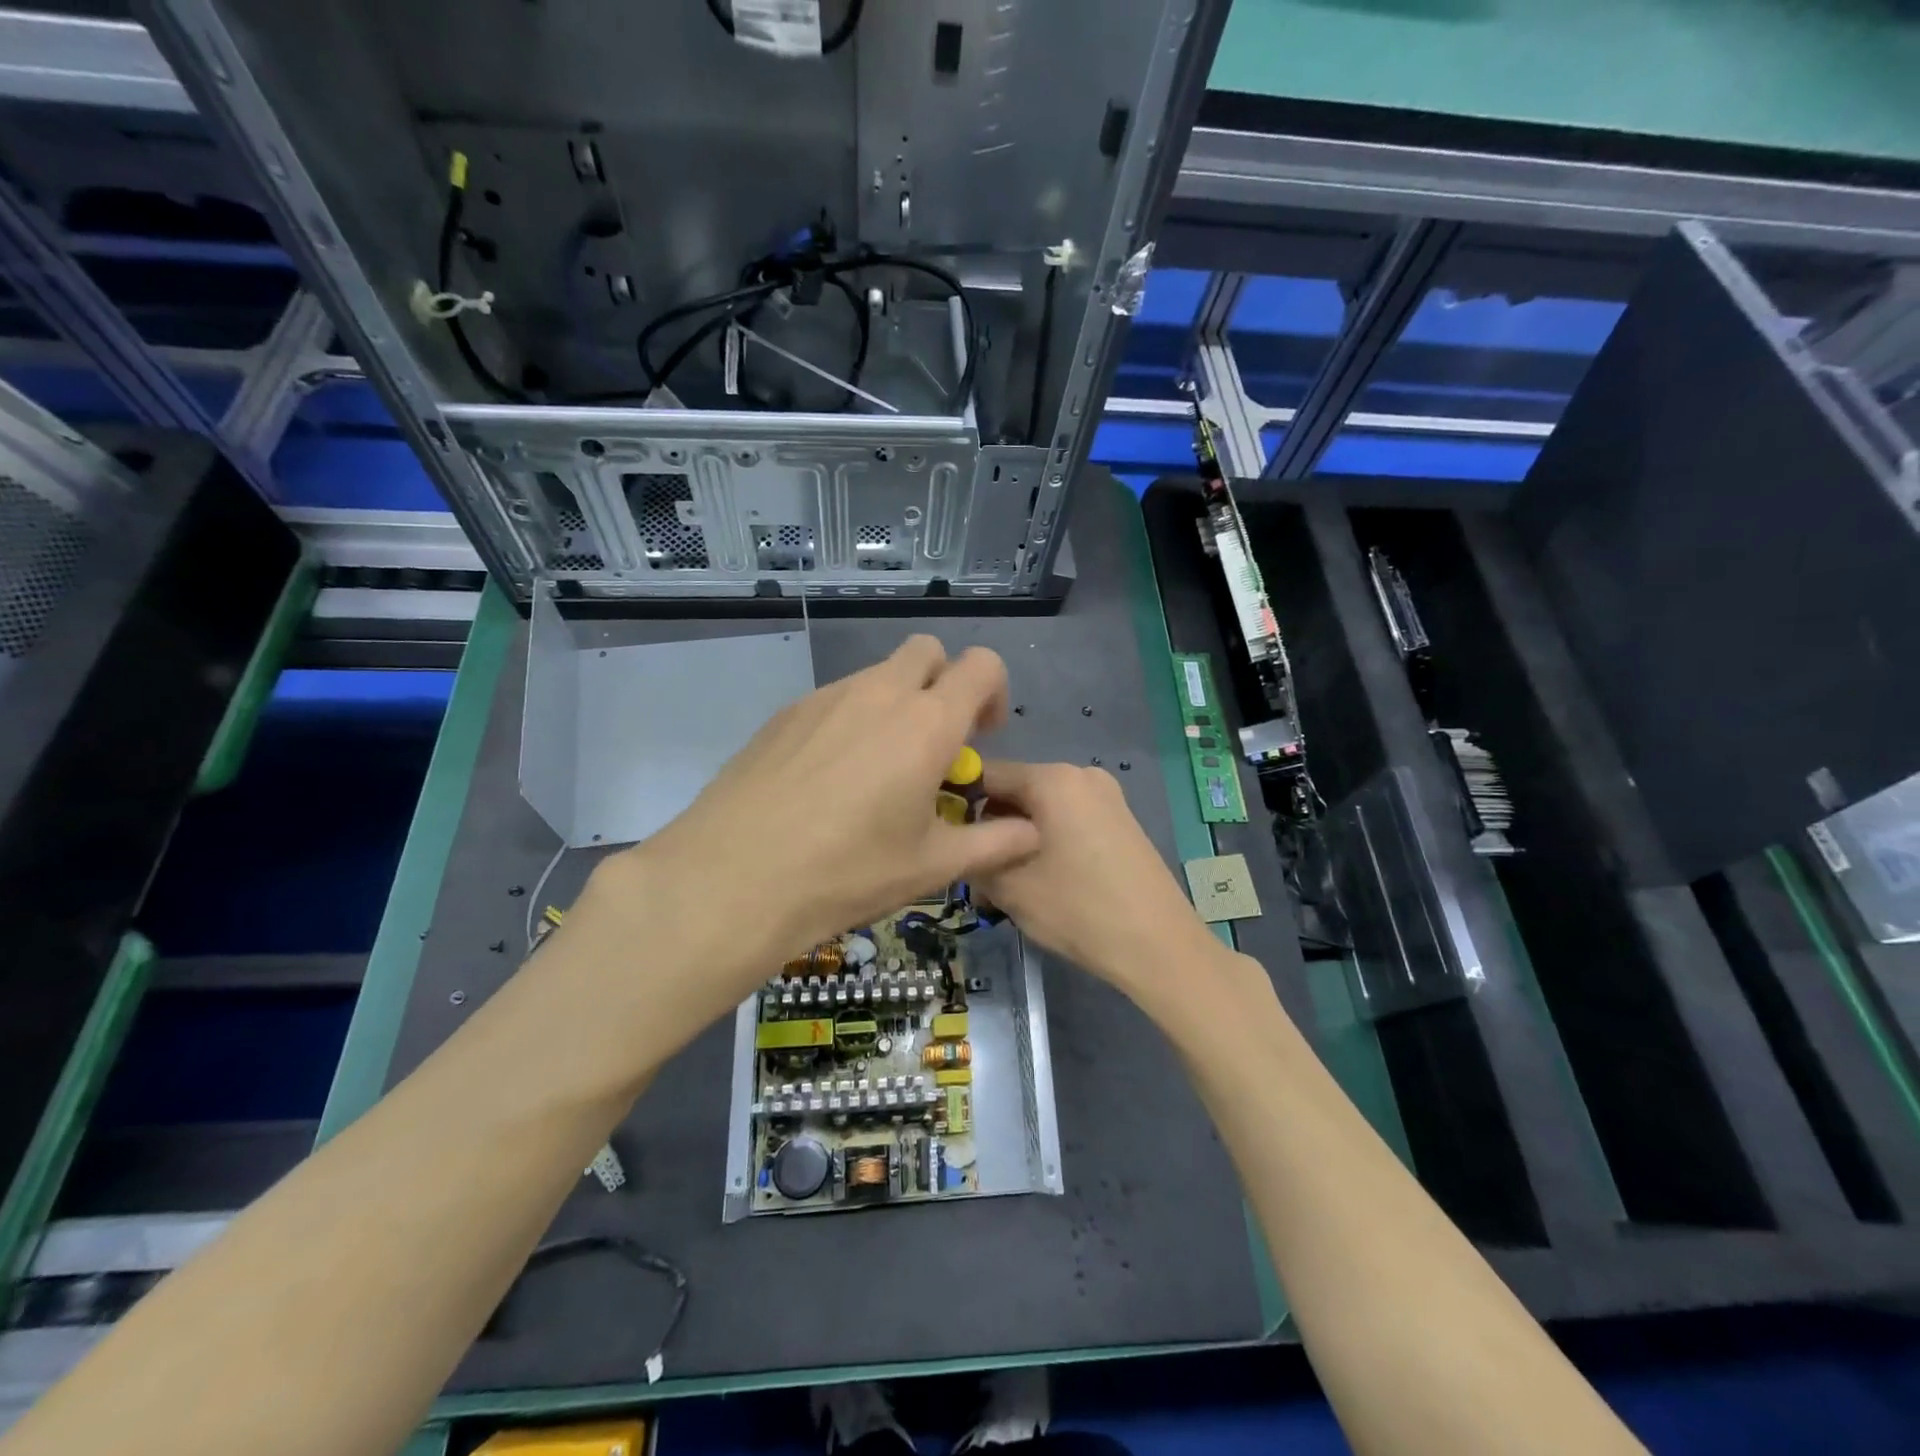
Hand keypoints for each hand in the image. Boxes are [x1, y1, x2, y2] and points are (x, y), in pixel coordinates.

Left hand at [585, 636, 1040, 1027]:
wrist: (732, 879)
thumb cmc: (846, 873)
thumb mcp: (931, 867)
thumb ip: (993, 843)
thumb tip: (1032, 833)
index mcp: (926, 723)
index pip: (981, 665)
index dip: (993, 692)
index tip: (981, 737)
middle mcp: (878, 693)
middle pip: (926, 652)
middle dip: (943, 684)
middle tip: (935, 744)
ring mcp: (825, 698)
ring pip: (877, 675)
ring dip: (895, 704)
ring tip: (878, 772)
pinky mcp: (784, 714)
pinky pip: (834, 699)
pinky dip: (851, 721)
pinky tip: (829, 780)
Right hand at [973, 761, 1218, 1011]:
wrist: (1159, 945)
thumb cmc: (1078, 909)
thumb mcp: (1009, 887)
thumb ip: (974, 854)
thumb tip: (960, 843)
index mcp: (1052, 778)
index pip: (986, 773)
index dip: (957, 801)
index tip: (942, 835)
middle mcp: (1080, 774)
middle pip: (1016, 789)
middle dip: (990, 824)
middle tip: (975, 868)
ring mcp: (1106, 796)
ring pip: (1041, 806)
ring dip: (1016, 835)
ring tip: (1007, 882)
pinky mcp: (1120, 819)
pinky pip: (1067, 817)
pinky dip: (1046, 839)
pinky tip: (1042, 878)